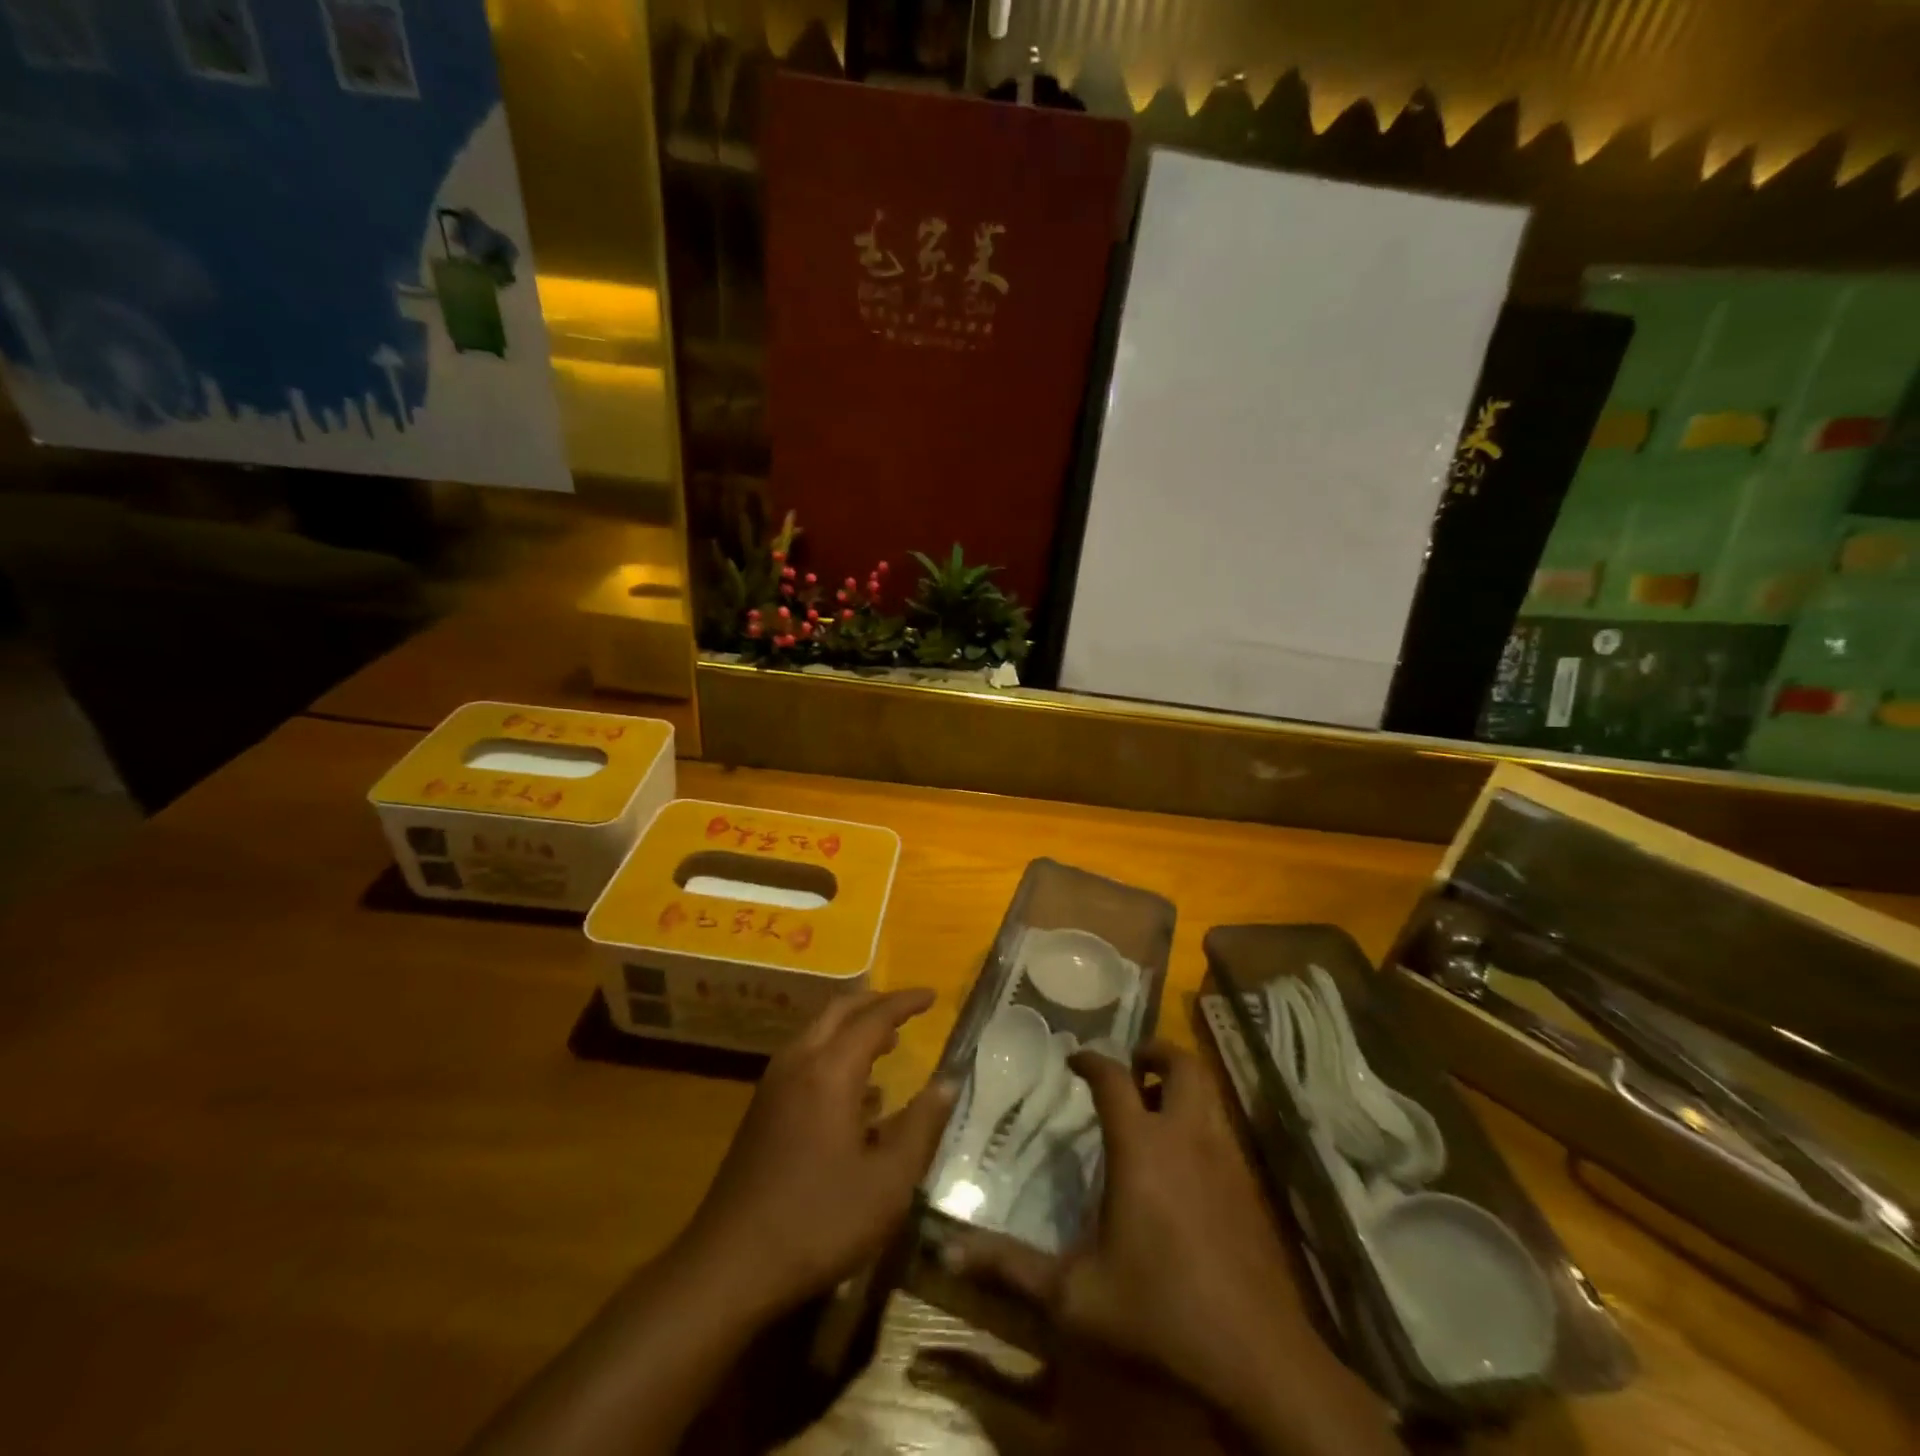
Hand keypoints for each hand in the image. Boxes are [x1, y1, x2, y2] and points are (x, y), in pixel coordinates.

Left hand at [679, 988, 955, 1319]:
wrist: (728, 1265)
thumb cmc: (818, 1222)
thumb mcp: (888, 1183)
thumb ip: (921, 1126)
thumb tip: (948, 1082)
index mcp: (830, 1071)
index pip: (874, 1017)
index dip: (905, 1003)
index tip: (933, 996)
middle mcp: (799, 1064)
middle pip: (839, 1012)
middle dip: (875, 1003)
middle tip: (908, 1009)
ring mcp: (774, 1086)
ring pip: (818, 1034)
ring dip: (853, 1029)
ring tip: (888, 1044)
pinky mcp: (761, 1111)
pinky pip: (805, 1060)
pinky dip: (834, 1055)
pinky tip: (856, 1095)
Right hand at [948, 1041, 1396, 1455]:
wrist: (1260, 1363)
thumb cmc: (1160, 1317)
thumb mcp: (1075, 1298)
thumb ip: (1012, 1268)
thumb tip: (949, 1251)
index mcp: (1141, 1147)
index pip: (1114, 1079)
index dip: (1091, 1061)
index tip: (1074, 1059)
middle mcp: (1186, 1137)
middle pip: (1182, 1065)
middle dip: (1155, 1053)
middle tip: (1132, 1063)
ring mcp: (1225, 1160)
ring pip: (1208, 1094)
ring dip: (1181, 1085)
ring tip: (1153, 1106)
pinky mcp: (1250, 1189)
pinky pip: (1223, 1130)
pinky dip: (1201, 1121)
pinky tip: (1183, 1163)